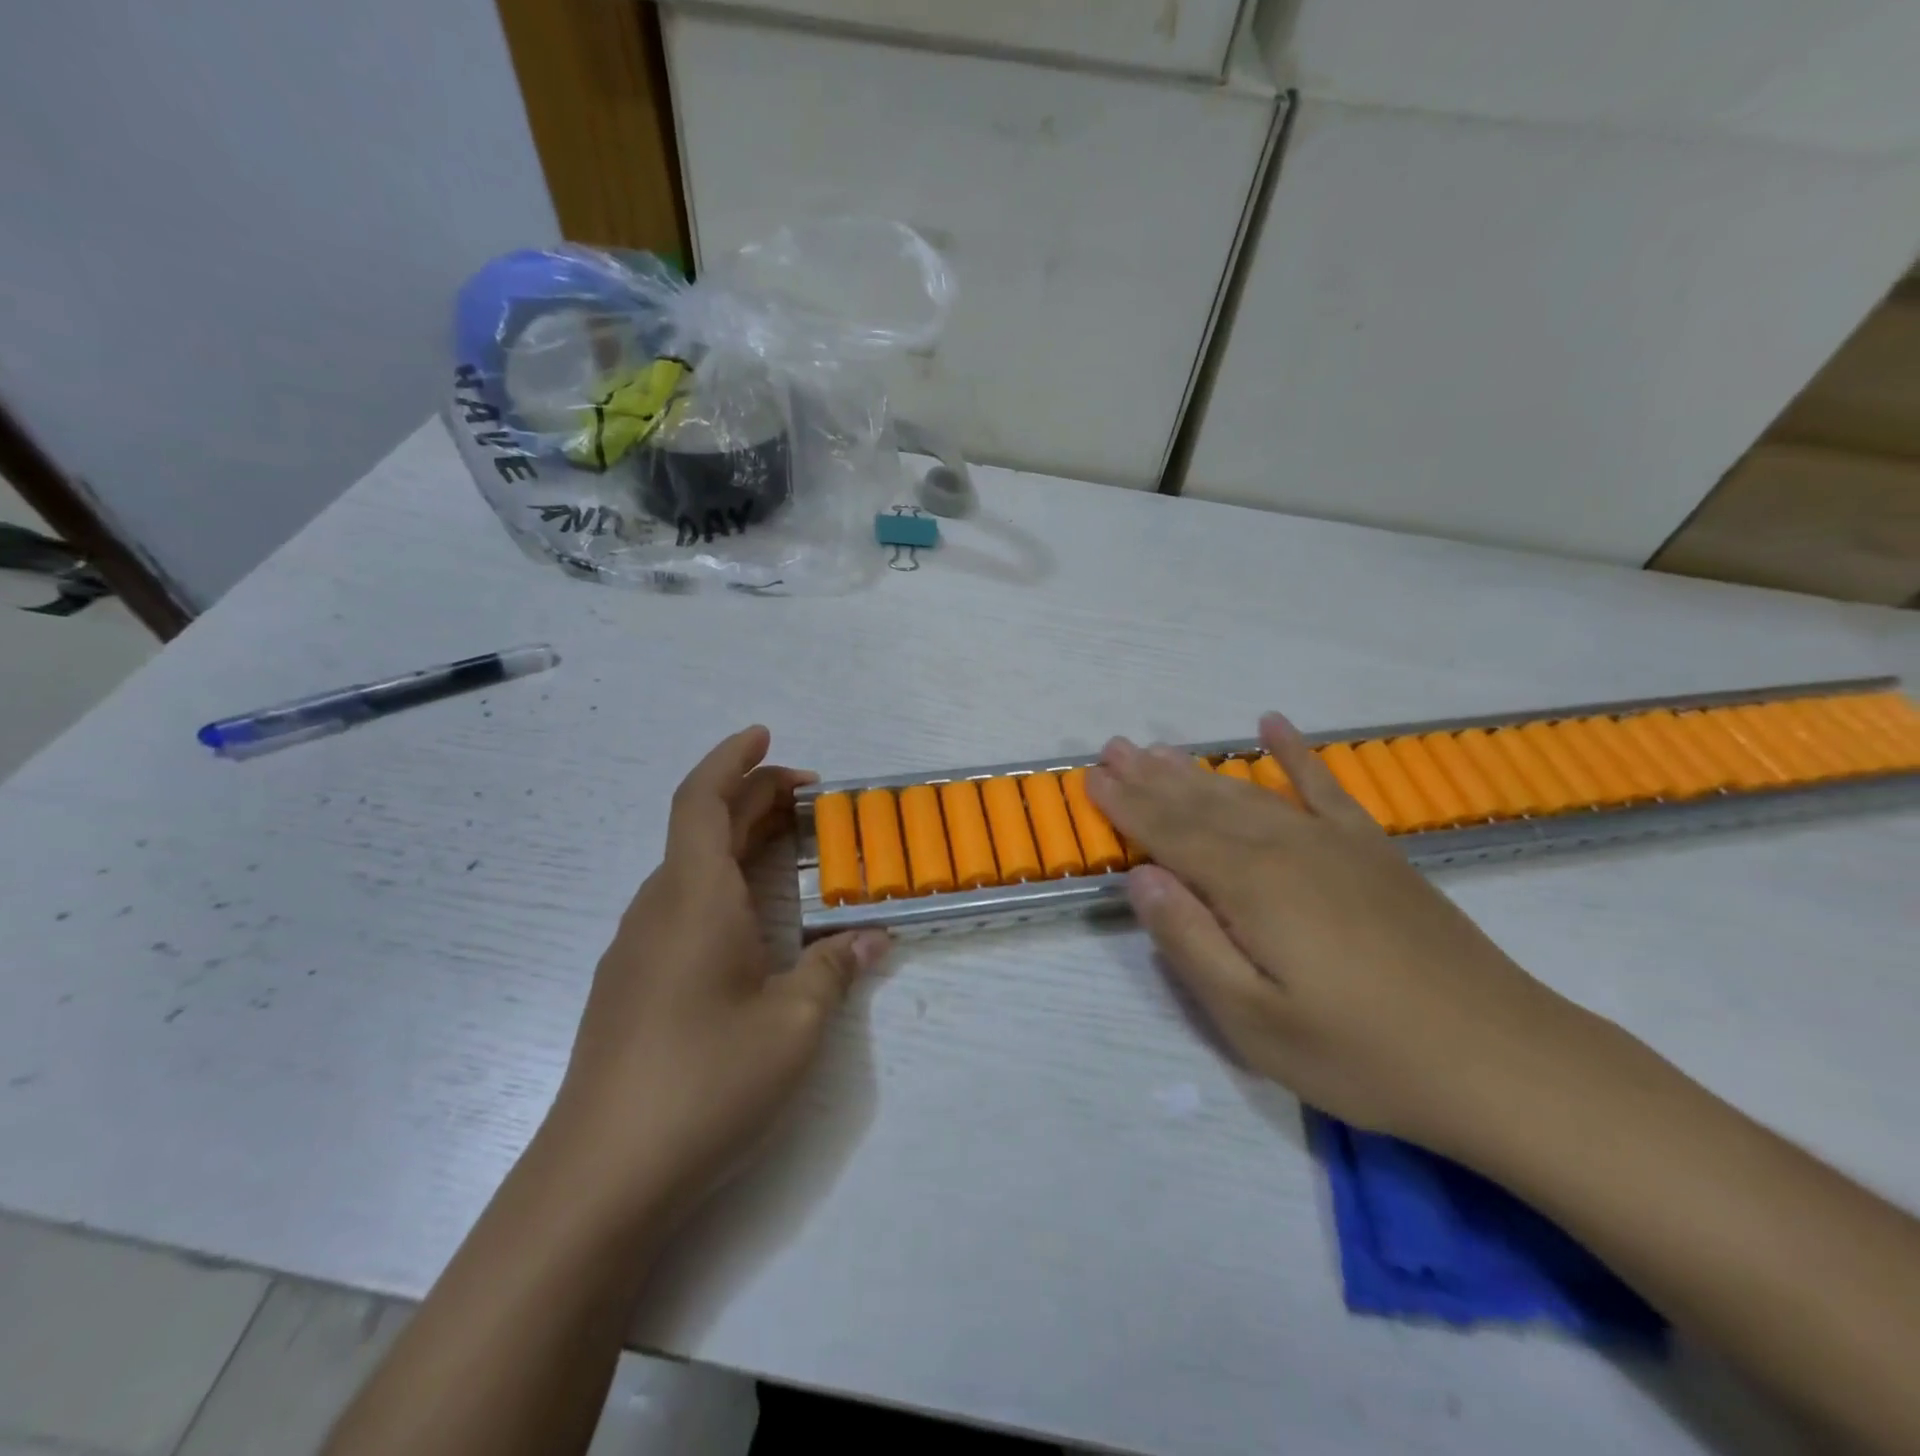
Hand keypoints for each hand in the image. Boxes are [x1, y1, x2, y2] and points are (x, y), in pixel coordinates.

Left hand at [551, 726, 890, 1228]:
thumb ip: (835, 971)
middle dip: (753, 798)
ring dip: (737, 843)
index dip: (733, 759)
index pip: (702, 801)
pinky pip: (680, 906)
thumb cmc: (705, 1082)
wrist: (599, 1178)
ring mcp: (636, 949)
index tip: (766, 735)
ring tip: (788, 850)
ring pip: (689, 869)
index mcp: (694, 899)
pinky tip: (751, 922)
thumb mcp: (793, 1026)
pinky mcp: (630, 985)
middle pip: (700, 828)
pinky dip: (720, 885)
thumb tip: (873, 939)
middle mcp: (658, 910)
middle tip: (811, 799)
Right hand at [1086, 714, 1576, 1157]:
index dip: (1126, 806)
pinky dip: (1296, 755)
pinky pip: (1325, 787)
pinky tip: (1274, 725)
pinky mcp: (1374, 852)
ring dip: (1199, 769)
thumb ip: (1190, 942)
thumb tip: (1142, 877)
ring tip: (1160, 747)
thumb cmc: (1362, 1054)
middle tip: (1113, 746)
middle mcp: (1286, 847)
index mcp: (1251, 886)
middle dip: (1151, 777)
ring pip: (1248, 793)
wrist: (1503, 1062)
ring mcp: (1334, 844)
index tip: (1091, 777)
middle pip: (1203, 804)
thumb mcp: (1254, 1020)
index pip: (1170, 834)